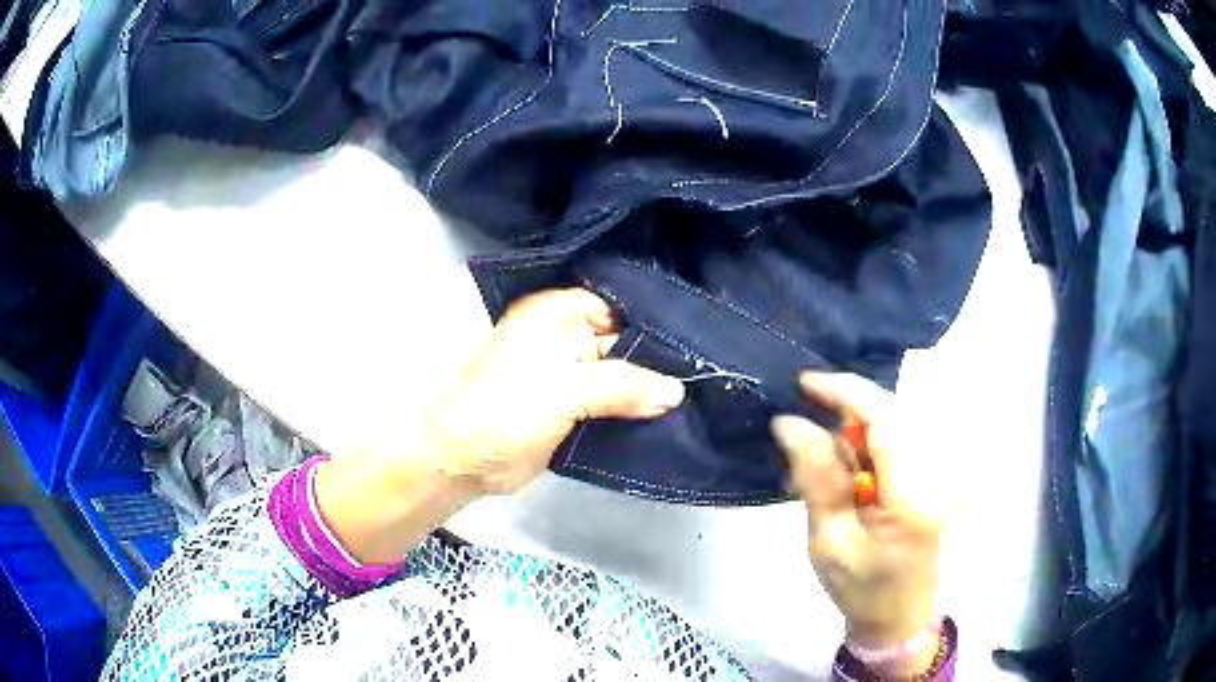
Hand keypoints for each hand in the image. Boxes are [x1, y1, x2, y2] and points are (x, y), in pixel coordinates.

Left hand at [317, 288, 685, 563]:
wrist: (464, 460)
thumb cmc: (505, 410)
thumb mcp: (566, 390)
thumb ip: (624, 386)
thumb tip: (676, 390)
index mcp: (555, 314)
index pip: (617, 306)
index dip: (652, 322)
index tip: (697, 339)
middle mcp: (562, 337)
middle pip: (621, 341)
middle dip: (656, 358)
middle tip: (704, 370)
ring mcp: (566, 374)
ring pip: (618, 374)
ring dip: (646, 388)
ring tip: (695, 394)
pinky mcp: (570, 408)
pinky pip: (609, 402)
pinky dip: (632, 409)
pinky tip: (665, 416)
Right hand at [772, 372, 945, 672]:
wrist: (898, 618)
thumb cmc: (861, 589)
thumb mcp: (828, 541)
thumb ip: (816, 478)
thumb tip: (790, 423)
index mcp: (912, 495)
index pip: (885, 420)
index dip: (846, 393)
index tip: (804, 384)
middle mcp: (936, 474)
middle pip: (893, 414)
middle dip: (848, 413)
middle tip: (807, 437)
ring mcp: (940, 474)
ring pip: (896, 424)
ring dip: (858, 432)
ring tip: (828, 471)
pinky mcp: (936, 476)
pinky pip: (900, 441)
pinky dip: (870, 446)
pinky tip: (853, 476)